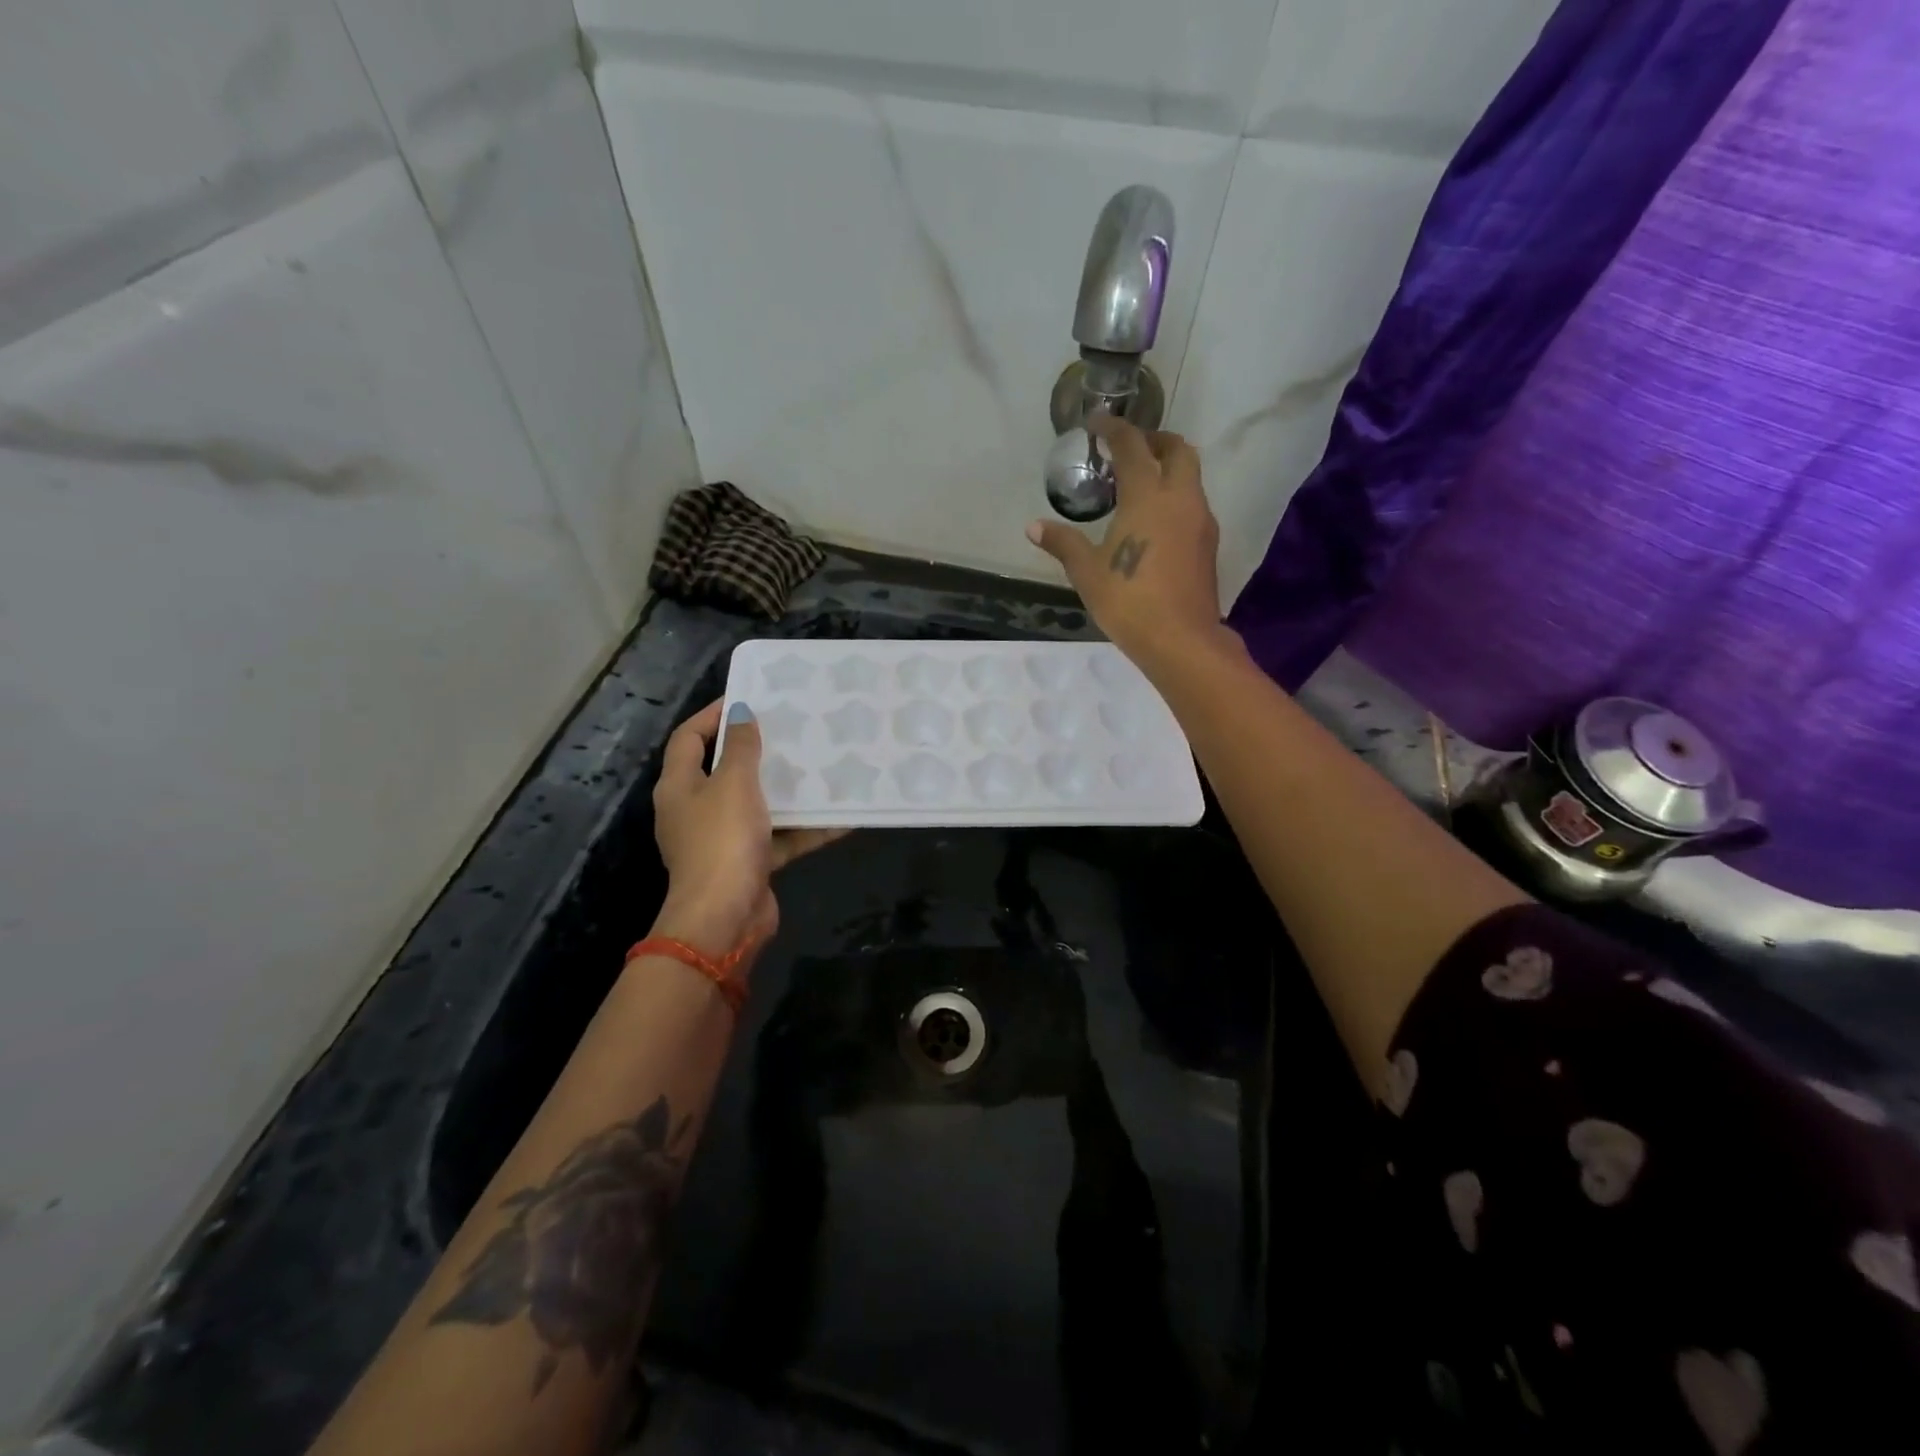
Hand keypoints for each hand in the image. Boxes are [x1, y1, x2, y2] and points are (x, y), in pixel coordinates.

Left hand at [651, 700, 842, 958]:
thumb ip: (741, 747)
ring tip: (818, 765)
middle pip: (724, 771)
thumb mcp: (734, 784)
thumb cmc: (722, 841)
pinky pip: (778, 837)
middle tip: (790, 730)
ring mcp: (721, 840)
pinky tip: (840, 816)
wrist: (724, 919)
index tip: (749, 698)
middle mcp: (695, 811)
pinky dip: (804, 828)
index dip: (713, 715)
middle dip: (756, 752)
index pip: (689, 738)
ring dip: (785, 790)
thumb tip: (740, 712)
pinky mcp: (747, 864)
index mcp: (679, 787)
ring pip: (756, 805)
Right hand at [1027, 415, 1227, 665]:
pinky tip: (1155, 521)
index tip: (1097, 422)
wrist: (1180, 639)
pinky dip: (1175, 496)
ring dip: (1168, 468)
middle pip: (1177, 449)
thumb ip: (1063, 543)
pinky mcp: (1208, 543)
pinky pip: (1192, 503)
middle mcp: (1180, 497)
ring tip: (1139, 486)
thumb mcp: (1086, 572)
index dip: (1114, 429)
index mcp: (1147, 495)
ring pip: (1190, 476)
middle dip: (1154, 440)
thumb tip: (1034, 527)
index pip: (1132, 446)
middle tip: (1129, 449)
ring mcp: (1200, 520)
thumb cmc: (1128, 600)